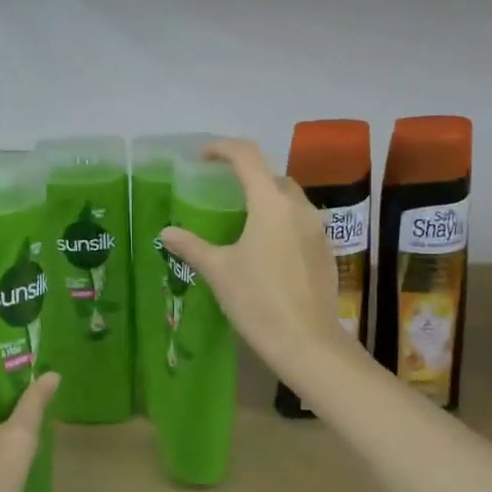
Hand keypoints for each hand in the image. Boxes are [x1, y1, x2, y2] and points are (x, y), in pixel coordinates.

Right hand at [160, 138, 355, 392]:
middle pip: (272, 175)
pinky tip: (266, 248)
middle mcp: (298, 208)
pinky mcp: (325, 251)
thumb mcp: (218, 271)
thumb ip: (192, 246)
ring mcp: (317, 229)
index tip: (201, 157)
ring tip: (242, 219)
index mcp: (270, 204)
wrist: (307, 343)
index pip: (247, 156)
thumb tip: (166, 233)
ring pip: (289, 199)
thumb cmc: (258, 301)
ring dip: (266, 198)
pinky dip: (280, 221)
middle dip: (246, 175)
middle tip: (221, 189)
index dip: (222, 148)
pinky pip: (300, 222)